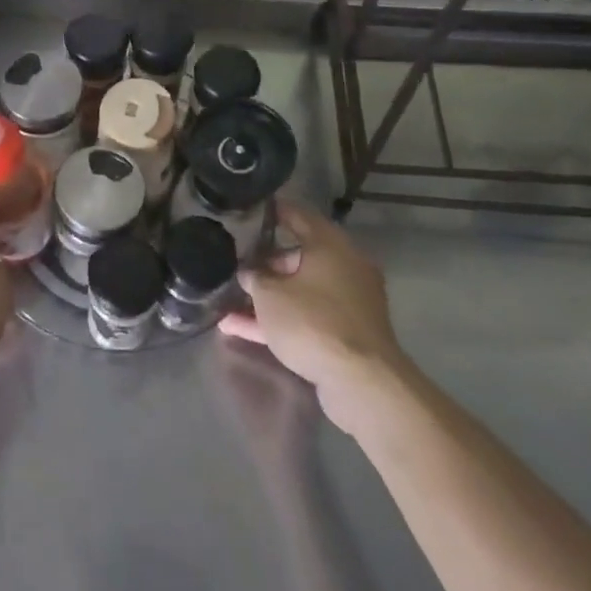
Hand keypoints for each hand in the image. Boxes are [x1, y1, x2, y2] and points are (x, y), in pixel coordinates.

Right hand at [219, 201, 407, 430]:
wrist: (361, 381)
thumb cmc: (313, 322)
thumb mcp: (270, 296)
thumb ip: (255, 278)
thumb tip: (249, 272)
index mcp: (330, 245)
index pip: (297, 215)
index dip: (273, 211)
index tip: (251, 209)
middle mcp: (344, 266)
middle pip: (298, 256)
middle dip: (265, 264)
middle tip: (235, 264)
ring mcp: (347, 301)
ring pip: (300, 291)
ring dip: (268, 297)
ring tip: (229, 302)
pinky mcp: (346, 332)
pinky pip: (307, 317)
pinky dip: (281, 320)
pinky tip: (241, 329)